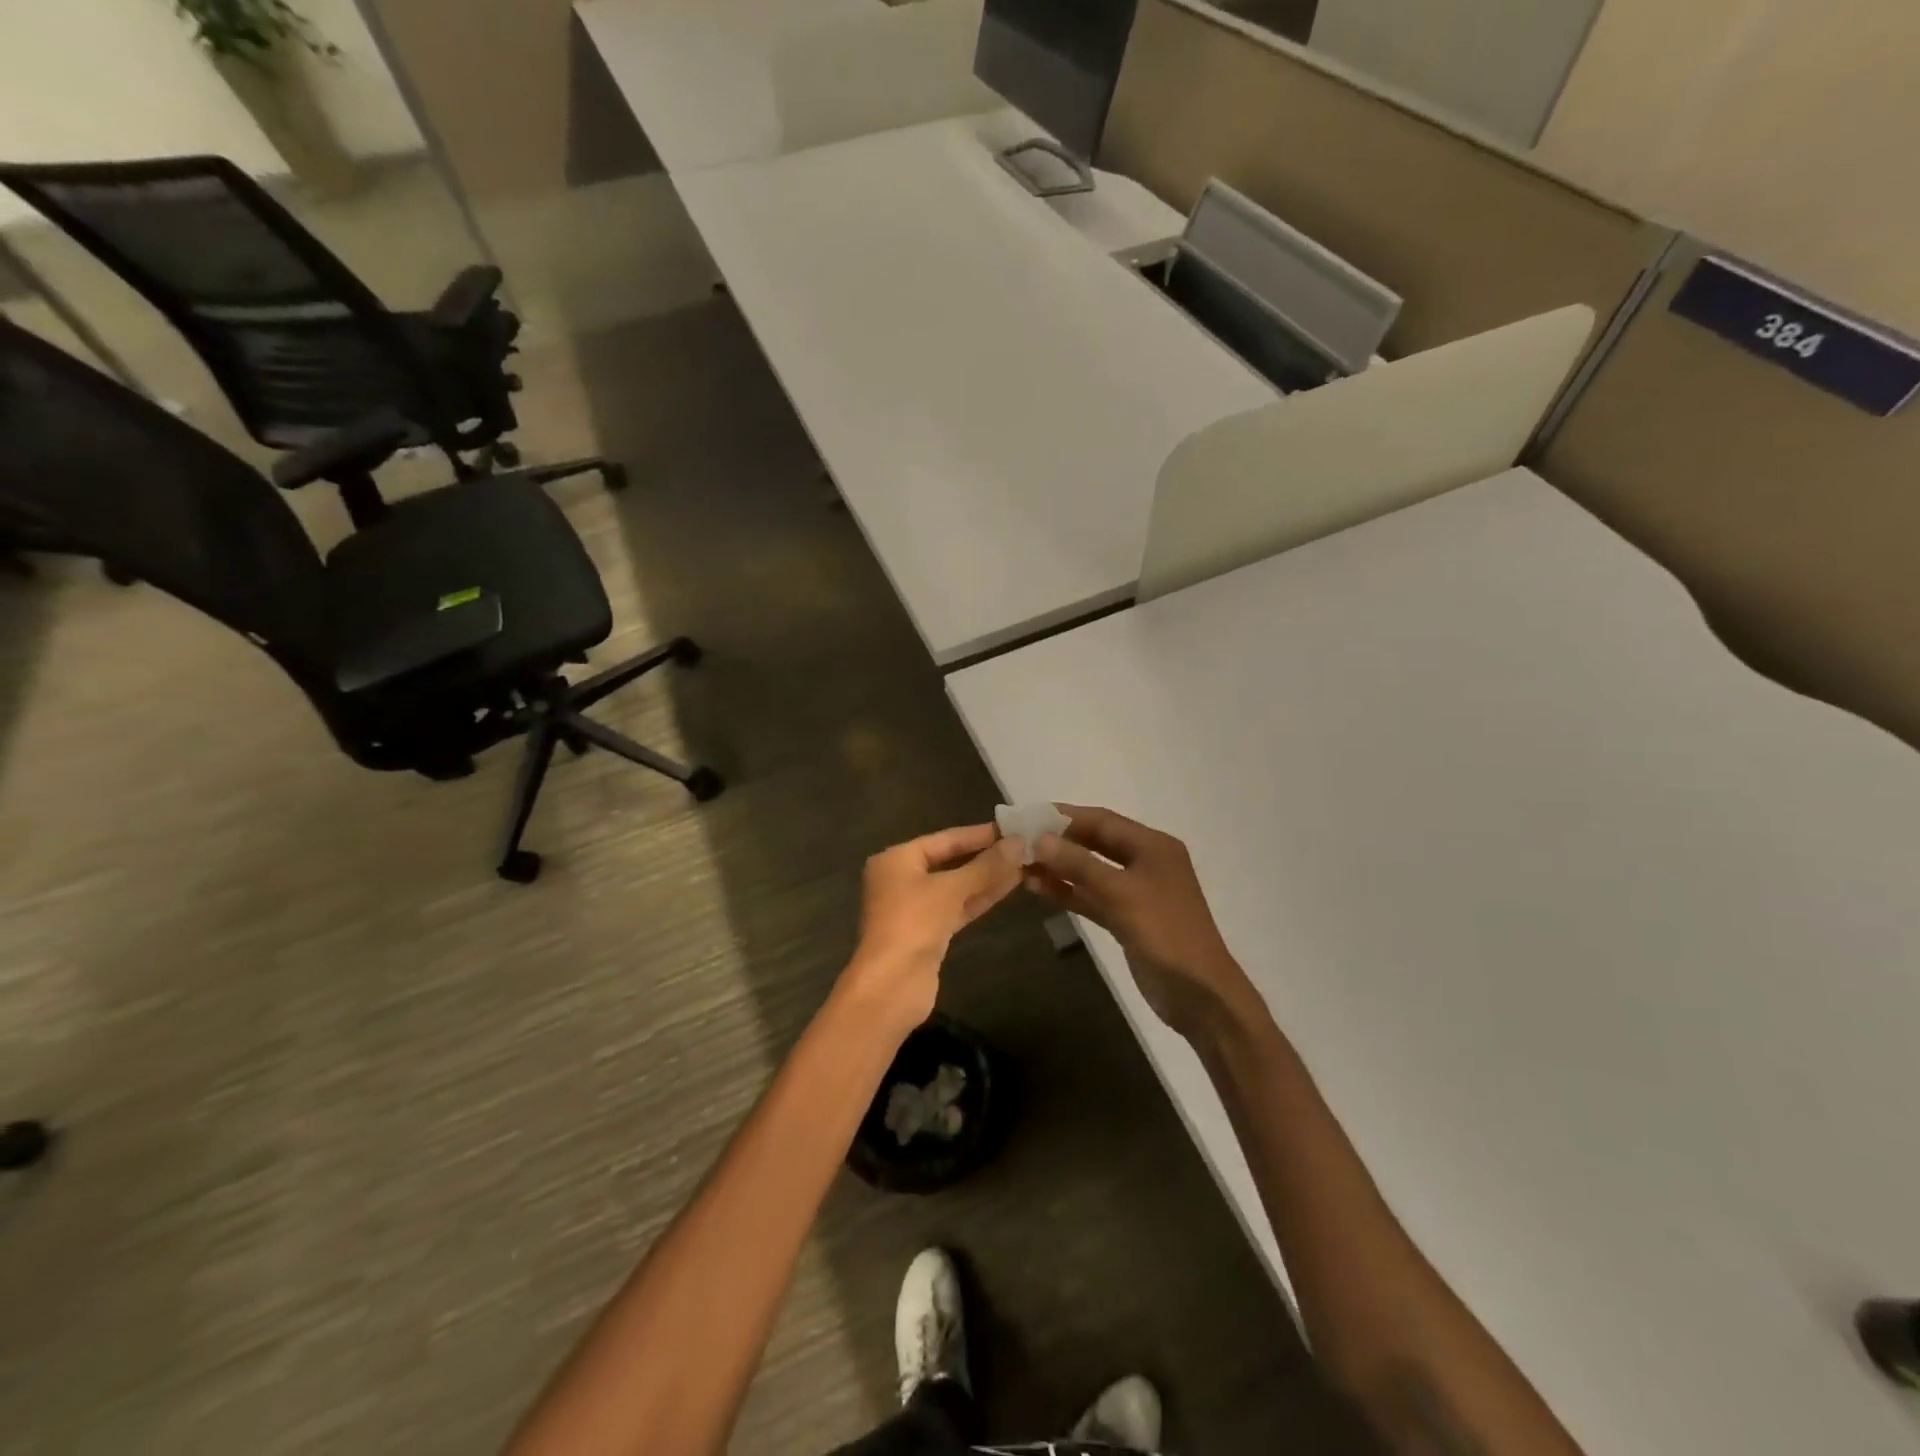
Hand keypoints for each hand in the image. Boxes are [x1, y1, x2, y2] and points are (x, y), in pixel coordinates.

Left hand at [841, 824, 1024, 1033]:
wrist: (891, 986)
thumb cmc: (913, 924)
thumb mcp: (950, 890)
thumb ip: (985, 866)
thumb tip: (1018, 843)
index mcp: (897, 860)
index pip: (945, 839)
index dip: (979, 834)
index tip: (1012, 828)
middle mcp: (902, 879)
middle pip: (950, 861)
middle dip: (985, 856)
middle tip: (1023, 846)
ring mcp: (915, 908)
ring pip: (956, 886)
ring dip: (987, 877)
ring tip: (1024, 864)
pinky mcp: (928, 933)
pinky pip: (957, 907)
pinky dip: (979, 898)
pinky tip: (1008, 887)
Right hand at [1027, 805, 1254, 1042]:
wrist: (1199, 995)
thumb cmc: (1165, 934)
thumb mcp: (1122, 894)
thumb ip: (1080, 865)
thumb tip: (1040, 839)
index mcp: (1153, 846)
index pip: (1102, 821)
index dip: (1064, 816)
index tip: (1027, 815)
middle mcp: (1144, 862)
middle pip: (1094, 843)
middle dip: (1058, 840)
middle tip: (1018, 839)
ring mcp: (1135, 891)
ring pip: (1090, 871)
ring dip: (1058, 867)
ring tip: (1020, 863)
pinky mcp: (1126, 918)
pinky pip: (1091, 897)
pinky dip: (1068, 892)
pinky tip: (1038, 888)